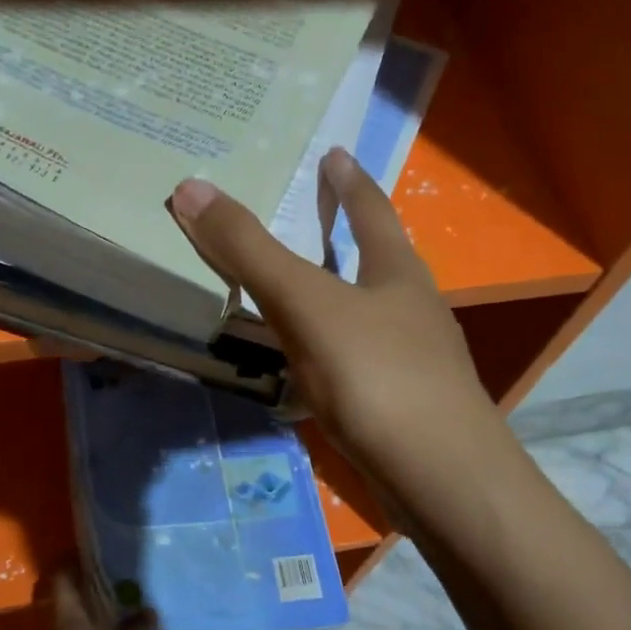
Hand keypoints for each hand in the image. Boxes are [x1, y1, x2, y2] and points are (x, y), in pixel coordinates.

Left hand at [37, 571, 148, 629]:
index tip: (90, 553)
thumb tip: (149, 610)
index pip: (62, 579)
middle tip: (118, 582)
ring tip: (123, 615)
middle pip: (71, 602)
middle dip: (91, 592)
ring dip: (96, 620)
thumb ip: (137, 628)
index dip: (71, 562)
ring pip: (78, 627)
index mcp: (69, 616)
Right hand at [168, 149, 512, 523]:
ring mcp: (416, 361)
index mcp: (398, 273)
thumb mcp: (306, 304)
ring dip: (340, 298)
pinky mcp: (404, 406)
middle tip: (314, 217)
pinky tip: (313, 373)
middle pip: (379, 260)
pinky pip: (360, 363)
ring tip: (306, 293)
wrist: (438, 476)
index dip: (348, 181)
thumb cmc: (376, 375)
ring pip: (371, 316)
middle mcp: (414, 310)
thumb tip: (192, 186)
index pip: (371, 210)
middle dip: (349, 236)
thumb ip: (251, 251)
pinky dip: (334, 353)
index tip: (335, 154)